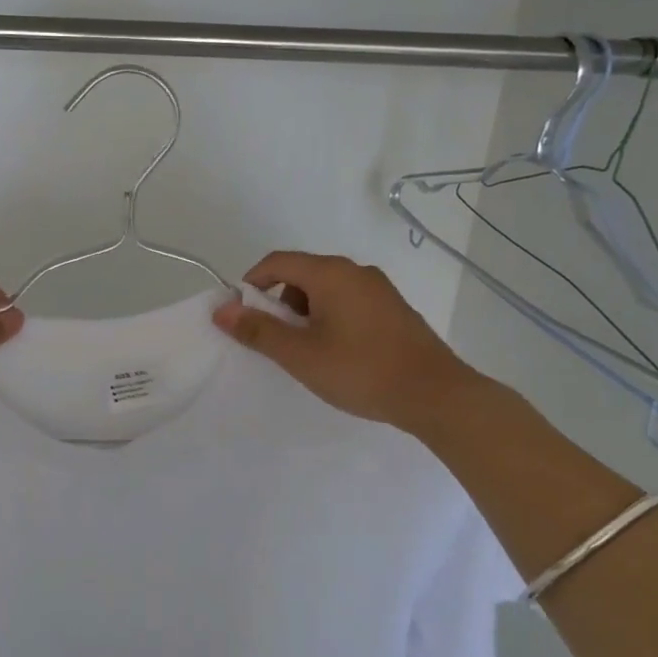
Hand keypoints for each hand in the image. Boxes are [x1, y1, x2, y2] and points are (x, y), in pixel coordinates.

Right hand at [211, 251, 481, 431]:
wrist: (435, 394)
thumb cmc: (360, 370)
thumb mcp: (300, 354)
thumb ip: (258, 330)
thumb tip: (222, 310)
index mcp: (331, 273)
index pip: (277, 262)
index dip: (251, 283)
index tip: (242, 316)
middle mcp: (356, 271)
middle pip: (302, 274)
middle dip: (279, 303)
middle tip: (275, 340)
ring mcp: (379, 289)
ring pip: (326, 289)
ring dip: (305, 312)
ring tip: (307, 352)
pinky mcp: (394, 309)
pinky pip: (348, 302)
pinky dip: (330, 318)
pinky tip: (337, 353)